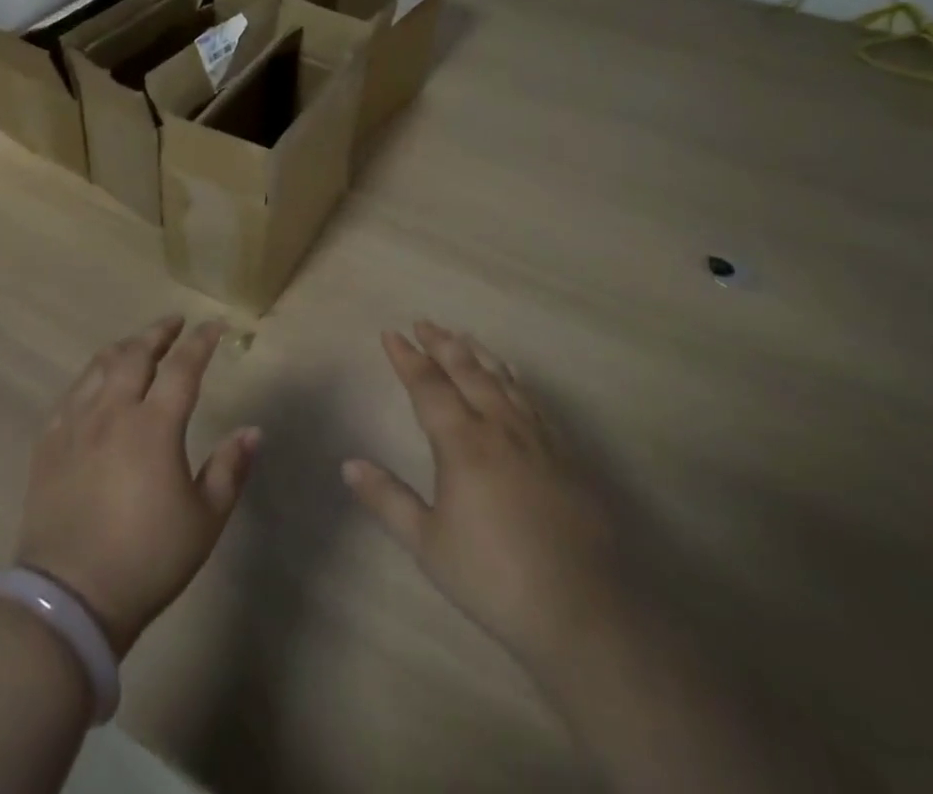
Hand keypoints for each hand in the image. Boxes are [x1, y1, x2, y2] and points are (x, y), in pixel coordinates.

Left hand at [15, 317, 259, 655]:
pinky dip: (91, 377)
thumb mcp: (204, 520)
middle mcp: (113, 411)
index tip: (215, 326)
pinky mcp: (49, 443)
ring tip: (137, 345)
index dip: (201, 342)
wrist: (70, 597)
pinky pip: (71, 394)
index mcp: (154, 425)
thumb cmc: (147, 559)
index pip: (182, 367)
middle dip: (158, 333)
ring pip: (100, 367)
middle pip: (135, 354)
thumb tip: (253, 431)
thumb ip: (230, 469)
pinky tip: (96, 385)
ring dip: (123, 348)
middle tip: (174, 323)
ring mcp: (76, 424)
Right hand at [343, 322, 617, 659]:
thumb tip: (349, 464)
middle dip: (442, 343)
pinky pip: (533, 400)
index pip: (429, 385)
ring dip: (478, 354)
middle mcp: (499, 426)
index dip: (408, 357)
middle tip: (424, 323)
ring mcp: (537, 437)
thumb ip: (388, 499)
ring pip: (503, 379)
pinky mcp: (566, 454)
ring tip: (462, 336)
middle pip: (467, 370)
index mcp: (463, 442)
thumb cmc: (494, 577)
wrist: (582, 609)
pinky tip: (512, 375)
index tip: (391, 333)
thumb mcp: (428, 544)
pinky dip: (515, 379)